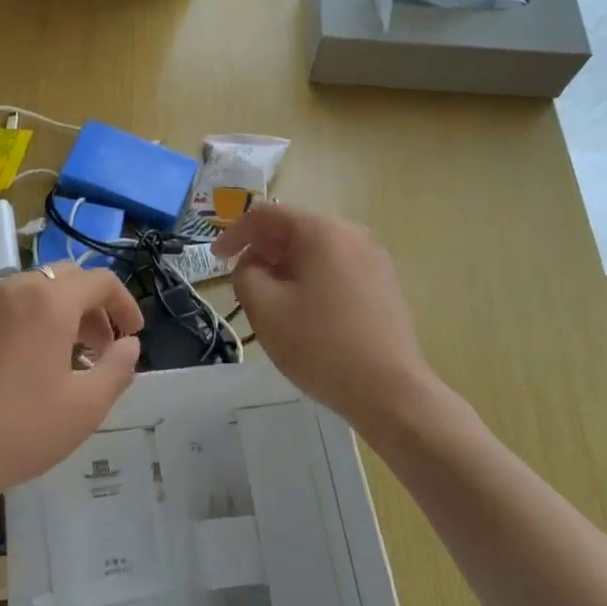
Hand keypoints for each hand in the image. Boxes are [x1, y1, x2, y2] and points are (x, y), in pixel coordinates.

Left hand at [0, 265, 143, 502]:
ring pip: (35, 289)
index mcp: (50, 302)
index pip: (100, 281)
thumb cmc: (22, 427)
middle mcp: (16, 289)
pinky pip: (8, 306)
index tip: (132, 334)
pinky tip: (29, 361)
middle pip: (67, 278)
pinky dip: (30, 319)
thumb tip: (129, 345)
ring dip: (61, 311)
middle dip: (93, 306)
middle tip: (101, 346)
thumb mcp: (86, 406)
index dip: (124, 304)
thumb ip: (118, 368)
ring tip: (67, 355)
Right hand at [214, 205, 436, 432]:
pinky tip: (305, 311)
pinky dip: (312, 278)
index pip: (266, 215)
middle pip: (294, 229)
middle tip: (243, 283)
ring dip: (286, 267)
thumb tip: (253, 266)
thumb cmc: (320, 345)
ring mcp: (373, 258)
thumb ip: (245, 274)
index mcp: (321, 231)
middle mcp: (351, 233)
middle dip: (262, 251)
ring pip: (316, 250)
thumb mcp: (265, 309)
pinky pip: (337, 267)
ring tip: (272, 300)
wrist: (389, 390)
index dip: (235, 234)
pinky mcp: (384, 283)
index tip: (217, 259)